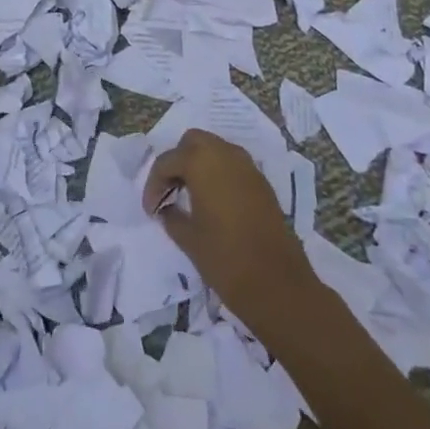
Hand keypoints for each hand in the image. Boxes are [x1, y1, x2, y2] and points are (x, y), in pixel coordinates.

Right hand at [142, 128, 319, 339]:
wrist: (279, 285)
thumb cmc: (225, 259)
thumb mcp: (188, 238)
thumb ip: (171, 216)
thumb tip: (166, 208)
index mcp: (202, 162)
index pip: (167, 162)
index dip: (153, 185)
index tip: (150, 210)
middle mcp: (225, 154)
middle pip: (193, 142)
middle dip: (177, 161)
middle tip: (169, 191)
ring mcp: (248, 167)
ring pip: (215, 149)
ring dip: (199, 164)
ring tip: (189, 195)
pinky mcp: (262, 183)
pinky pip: (233, 165)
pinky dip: (218, 173)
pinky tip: (213, 201)